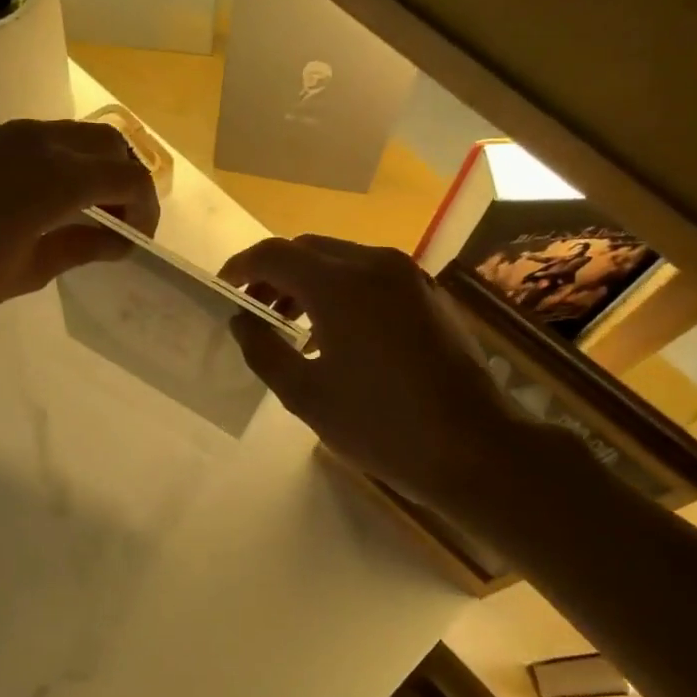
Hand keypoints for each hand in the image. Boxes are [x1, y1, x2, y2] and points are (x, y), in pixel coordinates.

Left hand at [0, 119, 159, 323]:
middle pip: (105, 141)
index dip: (145, 208)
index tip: (139, 239)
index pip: (128, 177)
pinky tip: (30, 199)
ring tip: (80, 209)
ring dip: (87, 165)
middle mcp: (35, 140)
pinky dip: (50, 161)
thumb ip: (79, 248)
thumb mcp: (27, 271)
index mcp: (58, 176)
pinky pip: (28, 139)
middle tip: (118, 220)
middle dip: (124, 177)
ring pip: (65, 134)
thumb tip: (116, 242)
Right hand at [220, 236, 550, 510]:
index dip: (242, 266)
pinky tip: (335, 332)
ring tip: (289, 323)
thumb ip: (264, 350)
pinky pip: (371, 276)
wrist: (473, 447)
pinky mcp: (428, 294)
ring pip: (342, 259)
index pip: (275, 254)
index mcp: (340, 285)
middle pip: (308, 249)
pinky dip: (341, 289)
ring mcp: (408, 276)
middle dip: (274, 272)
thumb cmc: (380, 425)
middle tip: (253, 308)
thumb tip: (242, 320)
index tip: (223, 288)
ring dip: (308, 281)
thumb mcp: (305, 395)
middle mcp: (375, 264)